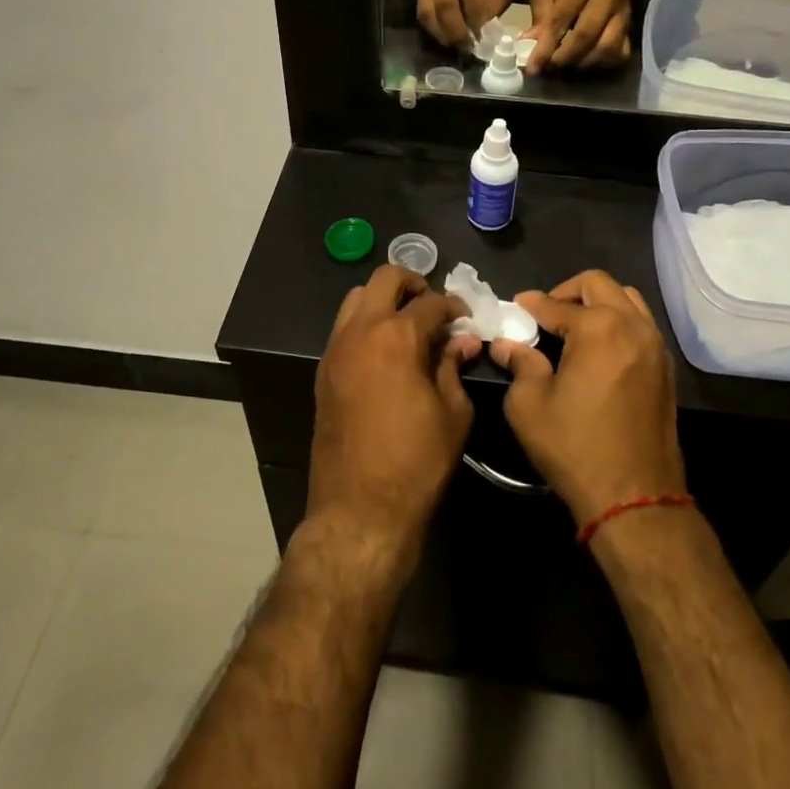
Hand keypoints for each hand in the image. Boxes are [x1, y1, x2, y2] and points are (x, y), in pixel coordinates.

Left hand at [308, 266, 479, 562]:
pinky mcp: (324, 370)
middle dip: (413, 282)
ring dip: (384, 300)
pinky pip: (344, 327)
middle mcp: (361, 331)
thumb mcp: (453, 413)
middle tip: (433, 306)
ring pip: (357, 297)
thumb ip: (454, 367)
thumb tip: (464, 342)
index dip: (454, 306)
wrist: (359, 510)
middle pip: (385, 278)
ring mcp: (336, 349)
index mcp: (397, 337)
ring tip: (407, 325)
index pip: (431, 302)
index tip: (465, 319)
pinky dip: (366, 323)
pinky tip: (386, 351)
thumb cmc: (417, 463)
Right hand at [417, 0, 510, 49]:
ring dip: (443, 34)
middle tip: (469, 48)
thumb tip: (487, 30)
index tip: (484, 39)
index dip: (477, 22)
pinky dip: (433, 31)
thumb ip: (495, 3)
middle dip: (458, 32)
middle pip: (446, 7)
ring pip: (429, 13)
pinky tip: (446, 39)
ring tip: (457, 46)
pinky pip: (423, 16)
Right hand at [490, 270, 685, 526]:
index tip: (515, 306)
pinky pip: (642, 325)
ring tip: (575, 326)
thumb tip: (506, 344)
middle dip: (568, 291)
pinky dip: (619, 322)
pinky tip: (599, 348)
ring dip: (599, 302)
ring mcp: (655, 346)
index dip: (531, 304)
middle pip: (599, 284)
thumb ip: (519, 364)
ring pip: (627, 299)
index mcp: (598, 328)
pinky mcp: (665, 369)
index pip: (556, 304)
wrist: (635, 497)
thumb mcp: (530, 406)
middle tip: (546, 313)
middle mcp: (632, 326)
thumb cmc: (575, 447)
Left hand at [523, 0, 632, 73]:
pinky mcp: (631, 27)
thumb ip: (540, 14)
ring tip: (565, 66)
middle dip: (563, 58)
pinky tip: (585, 62)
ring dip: (582, 63)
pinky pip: (619, 53)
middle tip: (548, 68)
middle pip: (585, 36)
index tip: (533, 68)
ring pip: (606, 48)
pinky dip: (600, 64)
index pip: (561, 19)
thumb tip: (529, 45)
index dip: (545, 47)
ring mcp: (623, 13)